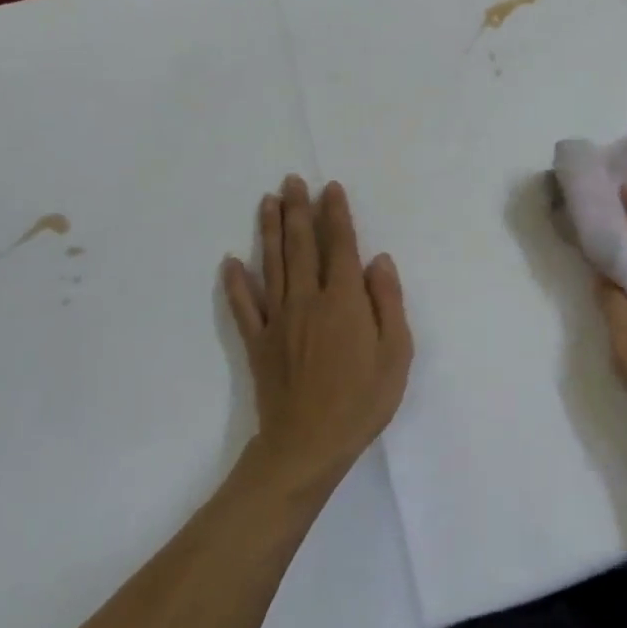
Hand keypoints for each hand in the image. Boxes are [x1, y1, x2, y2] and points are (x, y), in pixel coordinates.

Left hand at [222, 176, 411, 497]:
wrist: (308, 446)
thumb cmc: (362, 401)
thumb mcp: (396, 353)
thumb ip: (388, 302)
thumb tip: (379, 260)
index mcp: (344, 300)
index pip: (340, 246)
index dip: (336, 215)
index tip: (331, 188)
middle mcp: (308, 300)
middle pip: (301, 246)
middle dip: (298, 210)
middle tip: (292, 180)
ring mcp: (278, 320)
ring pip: (272, 265)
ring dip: (269, 231)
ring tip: (267, 201)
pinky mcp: (258, 343)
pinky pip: (244, 306)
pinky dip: (235, 283)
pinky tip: (230, 262)